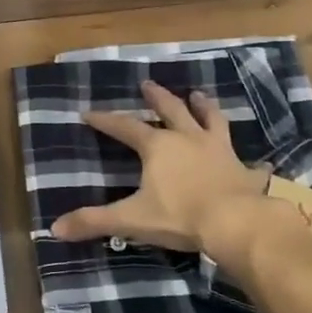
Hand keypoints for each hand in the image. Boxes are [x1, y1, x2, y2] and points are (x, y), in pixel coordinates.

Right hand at [53, 80, 269, 254]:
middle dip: (157, 97)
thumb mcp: (131, 219)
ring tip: (198, 95)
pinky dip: (249, 160)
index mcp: (158, 147)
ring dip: (203, 107)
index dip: (106, 120)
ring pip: (211, 120)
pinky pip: (247, 161)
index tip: (89, 113)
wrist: (236, 223)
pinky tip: (256, 161)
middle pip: (170, 110)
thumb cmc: (180, 216)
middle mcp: (188, 139)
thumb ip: (94, 221)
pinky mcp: (243, 168)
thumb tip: (55, 228)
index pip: (125, 127)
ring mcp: (219, 150)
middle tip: (148, 84)